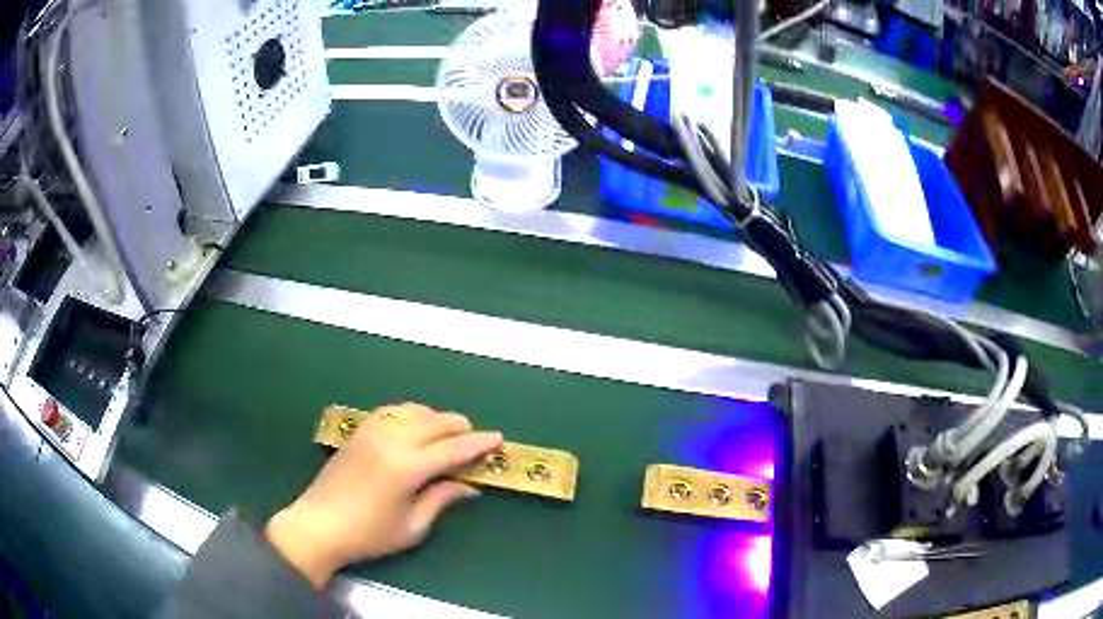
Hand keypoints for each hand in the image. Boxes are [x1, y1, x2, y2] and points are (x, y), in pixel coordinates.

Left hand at [265, 403, 503, 588]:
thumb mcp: (412, 526)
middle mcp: (390, 441)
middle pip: (435, 421)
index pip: (452, 448)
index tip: (499, 439)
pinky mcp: (358, 431)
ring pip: (413, 410)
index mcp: (406, 467)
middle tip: (475, 441)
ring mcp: (371, 431)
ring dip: (435, 418)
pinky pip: (391, 411)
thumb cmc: (368, 535)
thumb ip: (441, 499)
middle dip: (460, 427)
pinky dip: (410, 414)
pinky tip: (414, 426)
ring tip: (446, 434)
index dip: (478, 444)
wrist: (318, 525)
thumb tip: (469, 486)